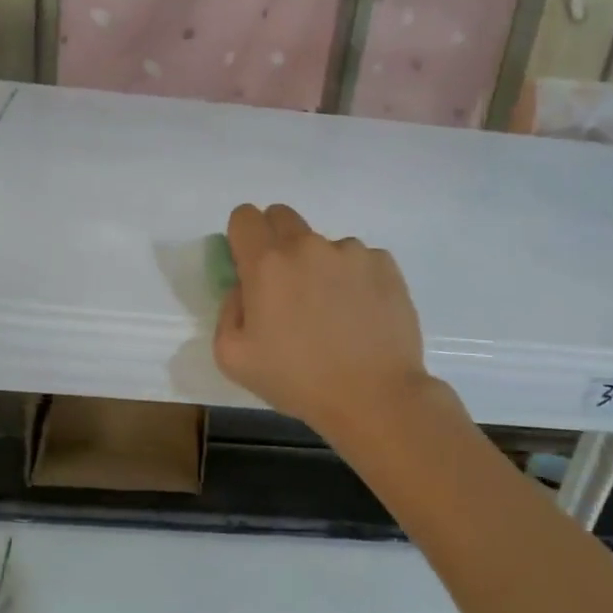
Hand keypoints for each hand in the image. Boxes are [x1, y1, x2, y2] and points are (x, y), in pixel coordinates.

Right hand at [212, 203, 436, 444]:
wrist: (374, 396)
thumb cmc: (298, 380)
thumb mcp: (234, 358)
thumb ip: (228, 311)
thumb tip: (243, 289)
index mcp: (267, 263)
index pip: (244, 216)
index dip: (242, 237)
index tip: (249, 265)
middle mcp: (308, 245)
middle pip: (282, 217)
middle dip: (276, 242)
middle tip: (286, 286)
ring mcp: (350, 251)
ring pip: (324, 245)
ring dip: (320, 266)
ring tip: (332, 313)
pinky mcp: (384, 264)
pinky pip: (359, 260)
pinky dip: (354, 279)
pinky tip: (360, 315)